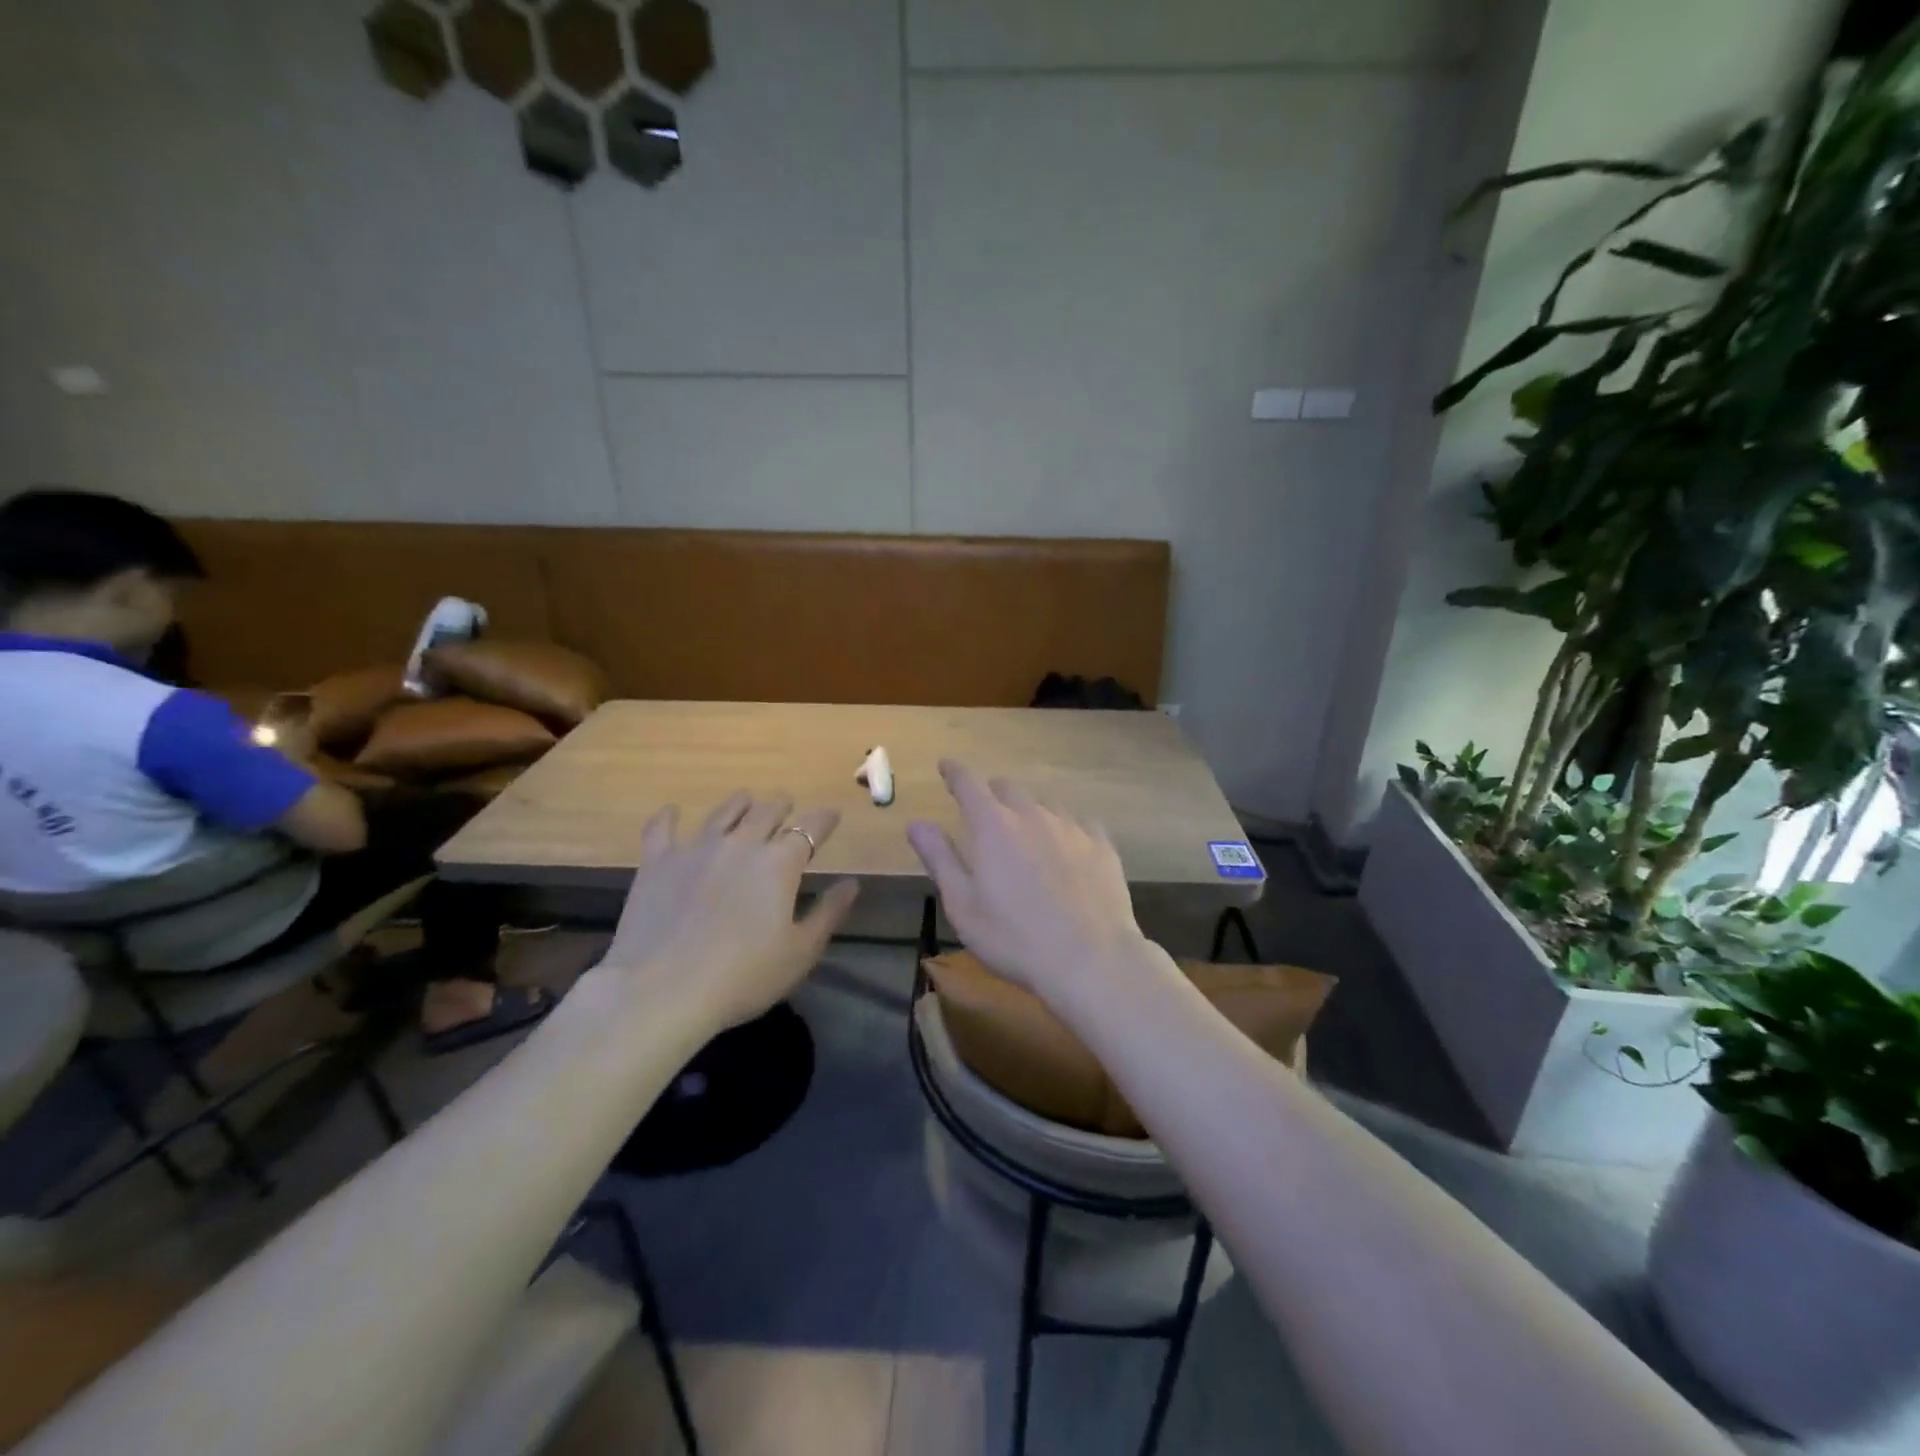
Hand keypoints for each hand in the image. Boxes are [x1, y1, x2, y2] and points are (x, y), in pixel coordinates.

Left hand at [600, 793, 859, 1028]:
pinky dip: (669, 817)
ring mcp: (696, 848)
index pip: (810, 827)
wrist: (662, 991)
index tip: (832, 817)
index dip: (824, 819)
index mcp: (779, 862)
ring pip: (723, 812)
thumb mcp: (800, 952)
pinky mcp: (657, 862)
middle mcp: (741, 843)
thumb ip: (828, 913)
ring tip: (746, 802)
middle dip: (782, 806)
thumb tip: (851, 883)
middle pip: (767, 811)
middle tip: (787, 809)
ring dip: (740, 804)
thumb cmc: (743, 977)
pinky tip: (672, 812)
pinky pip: (661, 828)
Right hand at [908, 760, 1149, 1005]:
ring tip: (1026, 833)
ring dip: (1028, 810)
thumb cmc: (1014, 938)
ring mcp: (1071, 827)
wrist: (1091, 959)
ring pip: (1044, 803)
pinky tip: (1066, 846)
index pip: (968, 783)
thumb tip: (917, 823)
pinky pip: (1078, 822)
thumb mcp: (963, 905)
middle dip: (991, 793)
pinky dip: (1063, 827)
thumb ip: (939, 858)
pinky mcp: (1101, 844)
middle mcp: (1032, 814)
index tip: (947, 767)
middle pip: (1007, 788)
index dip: (954, 772)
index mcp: (993, 826)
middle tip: (984, 812)